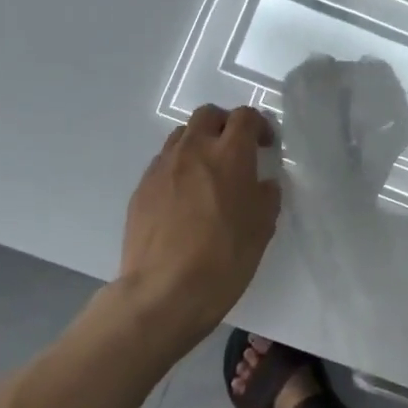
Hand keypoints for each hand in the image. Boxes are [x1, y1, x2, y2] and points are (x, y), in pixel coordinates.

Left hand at [117, 104, 281, 349]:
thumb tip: (261, 184)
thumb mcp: (263, 227)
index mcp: (230, 154)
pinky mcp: (141, 189)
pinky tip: (185, 198)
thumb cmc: (225, 257)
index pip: (245, 117)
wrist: (164, 292)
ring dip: (199, 143)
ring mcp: (162, 168)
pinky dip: (179, 168)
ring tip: (208, 172)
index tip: (265, 145)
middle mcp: (193, 150)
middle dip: (225, 124)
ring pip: (181, 136)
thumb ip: (266, 195)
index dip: (259, 125)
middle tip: (237, 149)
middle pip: (208, 115)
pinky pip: (163, 164)